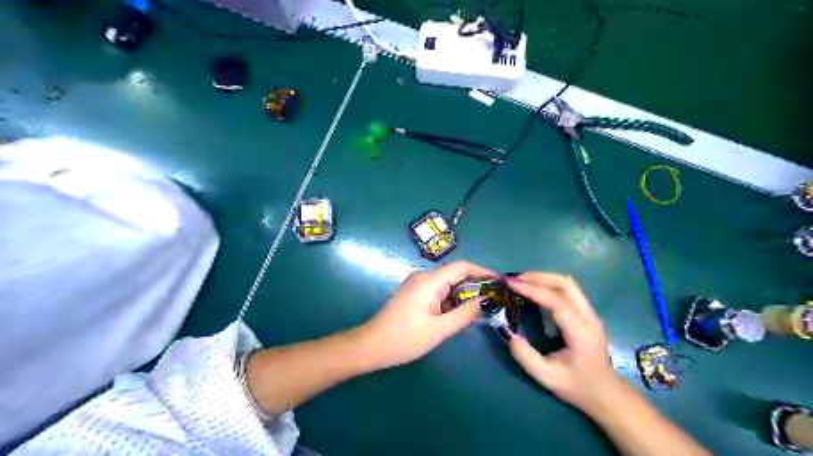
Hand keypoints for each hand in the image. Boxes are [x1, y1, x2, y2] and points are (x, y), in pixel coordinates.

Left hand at [360, 260, 499, 370]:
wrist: (371, 346)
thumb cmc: (405, 338)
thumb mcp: (439, 329)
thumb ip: (464, 314)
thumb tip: (484, 301)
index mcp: (430, 281)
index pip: (462, 267)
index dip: (483, 271)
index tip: (499, 281)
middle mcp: (423, 277)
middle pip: (455, 275)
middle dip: (474, 286)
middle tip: (492, 302)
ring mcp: (416, 284)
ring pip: (446, 284)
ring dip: (461, 296)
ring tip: (477, 312)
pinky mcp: (413, 293)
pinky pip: (437, 291)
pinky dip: (449, 301)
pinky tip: (456, 316)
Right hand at [507, 273, 619, 411]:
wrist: (606, 394)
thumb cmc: (577, 386)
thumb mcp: (547, 378)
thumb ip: (526, 357)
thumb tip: (509, 333)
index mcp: (581, 332)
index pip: (557, 301)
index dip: (533, 289)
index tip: (511, 284)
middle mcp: (589, 317)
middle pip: (566, 284)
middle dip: (539, 277)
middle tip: (515, 279)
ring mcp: (590, 313)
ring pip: (569, 284)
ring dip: (544, 279)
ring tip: (522, 281)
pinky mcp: (587, 314)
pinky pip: (569, 291)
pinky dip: (550, 285)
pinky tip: (535, 291)